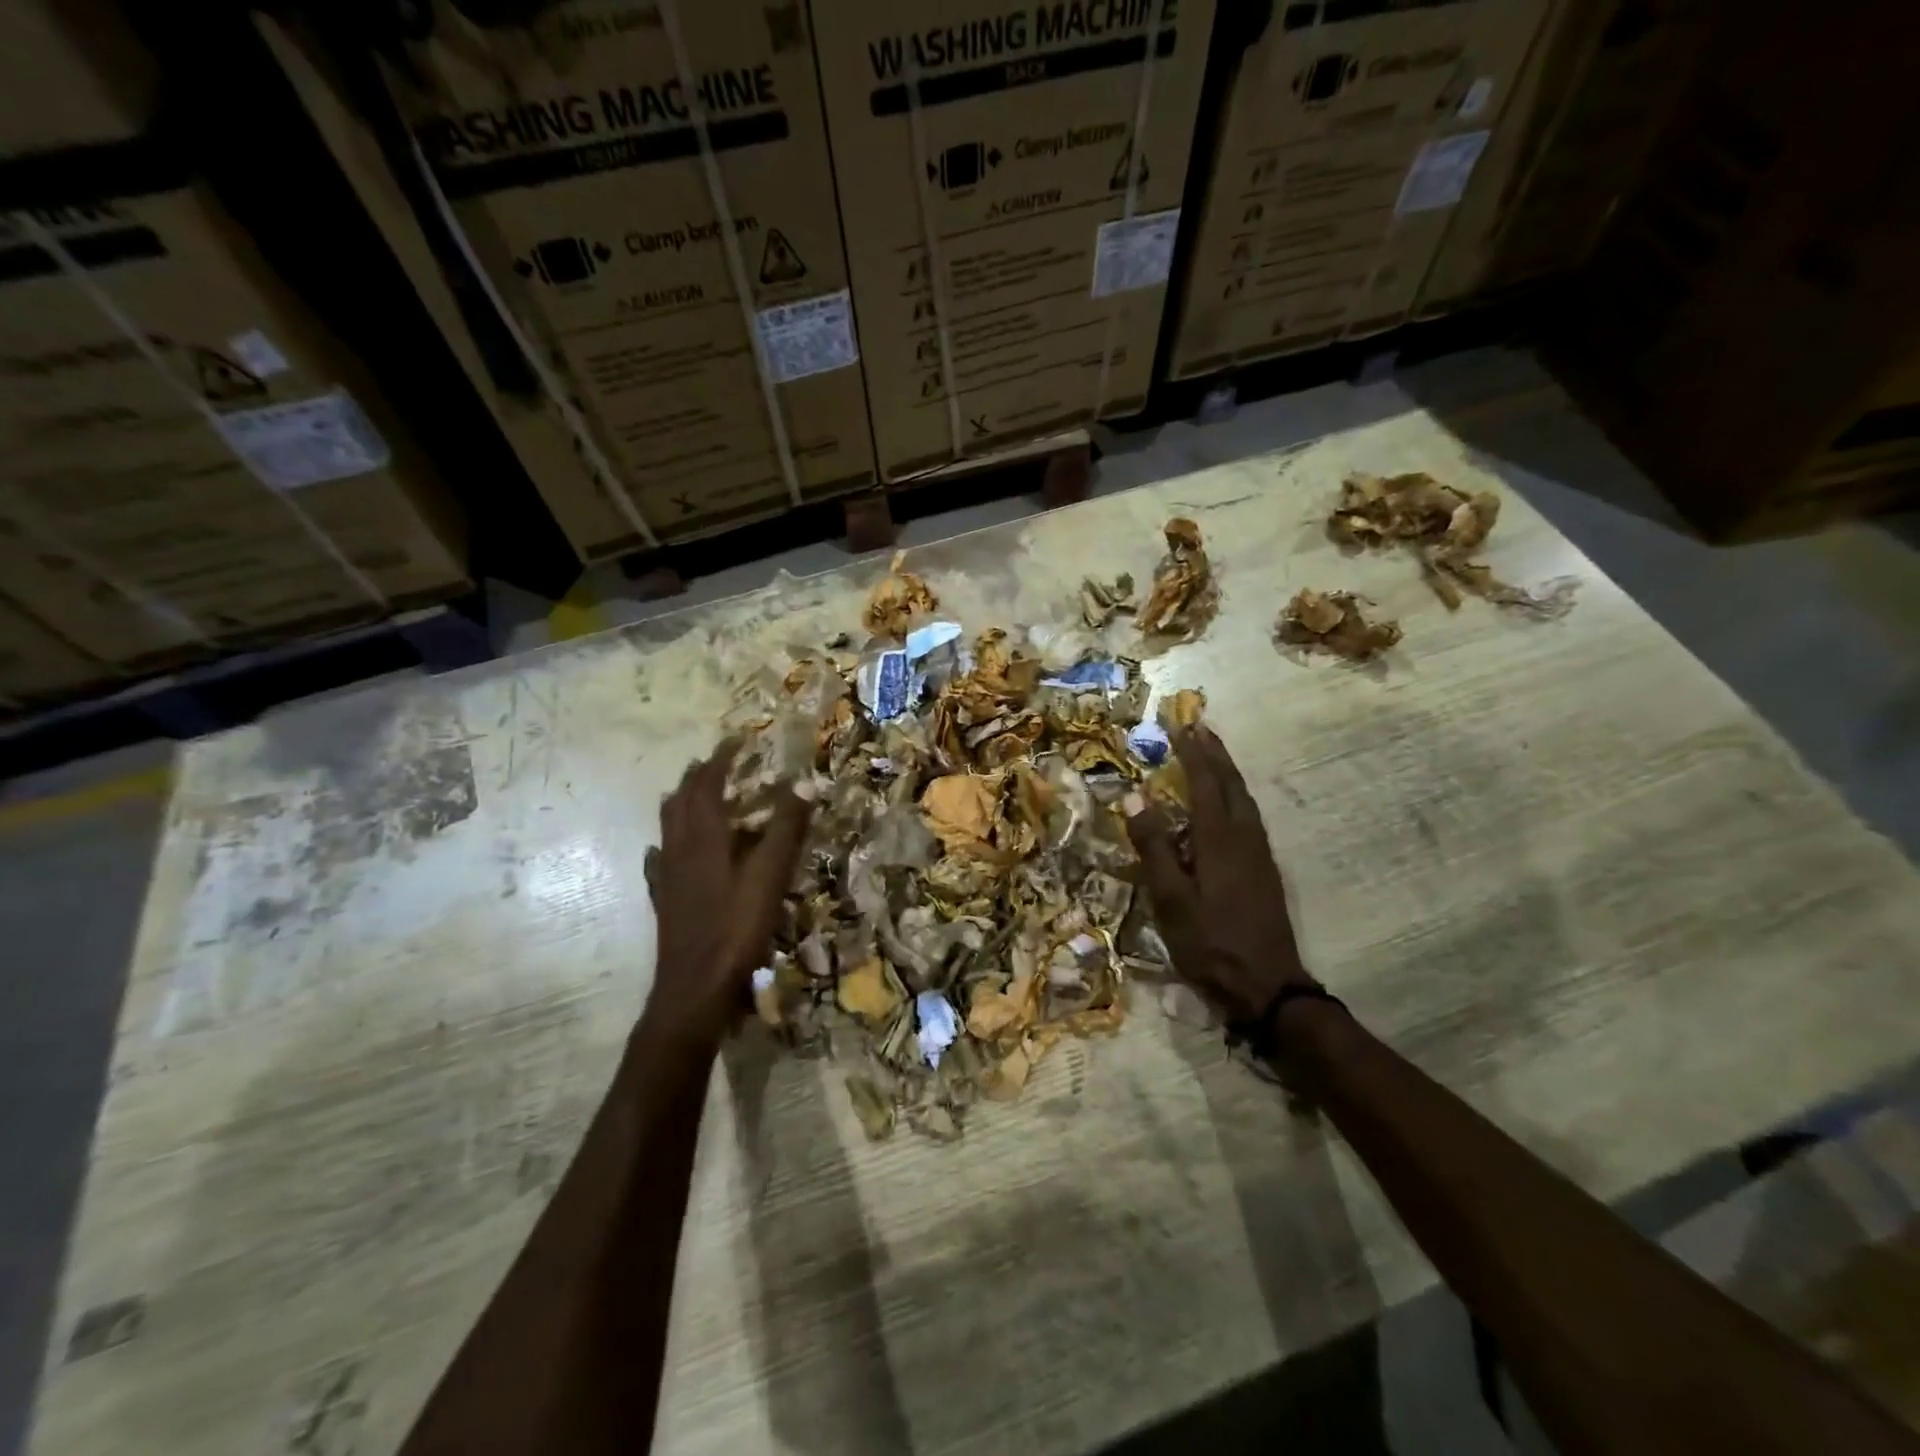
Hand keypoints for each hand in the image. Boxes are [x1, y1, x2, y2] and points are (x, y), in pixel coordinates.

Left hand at [644, 741, 811, 1043]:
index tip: (738, 738)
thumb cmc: (736, 929)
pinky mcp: (664, 899)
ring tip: (698, 794)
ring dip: (683, 802)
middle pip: (681, 800)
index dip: (722, 758)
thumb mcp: (770, 876)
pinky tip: (667, 851)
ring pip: (668, 826)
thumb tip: (804, 782)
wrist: (694, 987)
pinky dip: (668, 843)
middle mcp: (679, 848)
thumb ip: (786, 829)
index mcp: (704, 837)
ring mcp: (667, 875)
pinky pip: (660, 860)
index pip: (708, 783)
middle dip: (699, 776)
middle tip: (719, 762)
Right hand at [1126, 725, 1316, 1023]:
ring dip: (1227, 771)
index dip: (1192, 752)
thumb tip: (1134, 797)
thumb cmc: (1211, 943)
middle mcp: (1245, 837)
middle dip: (1215, 753)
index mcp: (1220, 839)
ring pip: (1245, 799)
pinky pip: (1249, 816)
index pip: (1205, 782)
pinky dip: (1235, 795)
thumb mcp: (1171, 899)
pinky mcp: (1264, 870)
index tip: (1180, 725)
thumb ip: (1154, 846)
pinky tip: (1227, 804)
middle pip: (1232, 783)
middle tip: (1199, 727)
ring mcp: (1259, 853)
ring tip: (1212, 754)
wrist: (1268, 986)